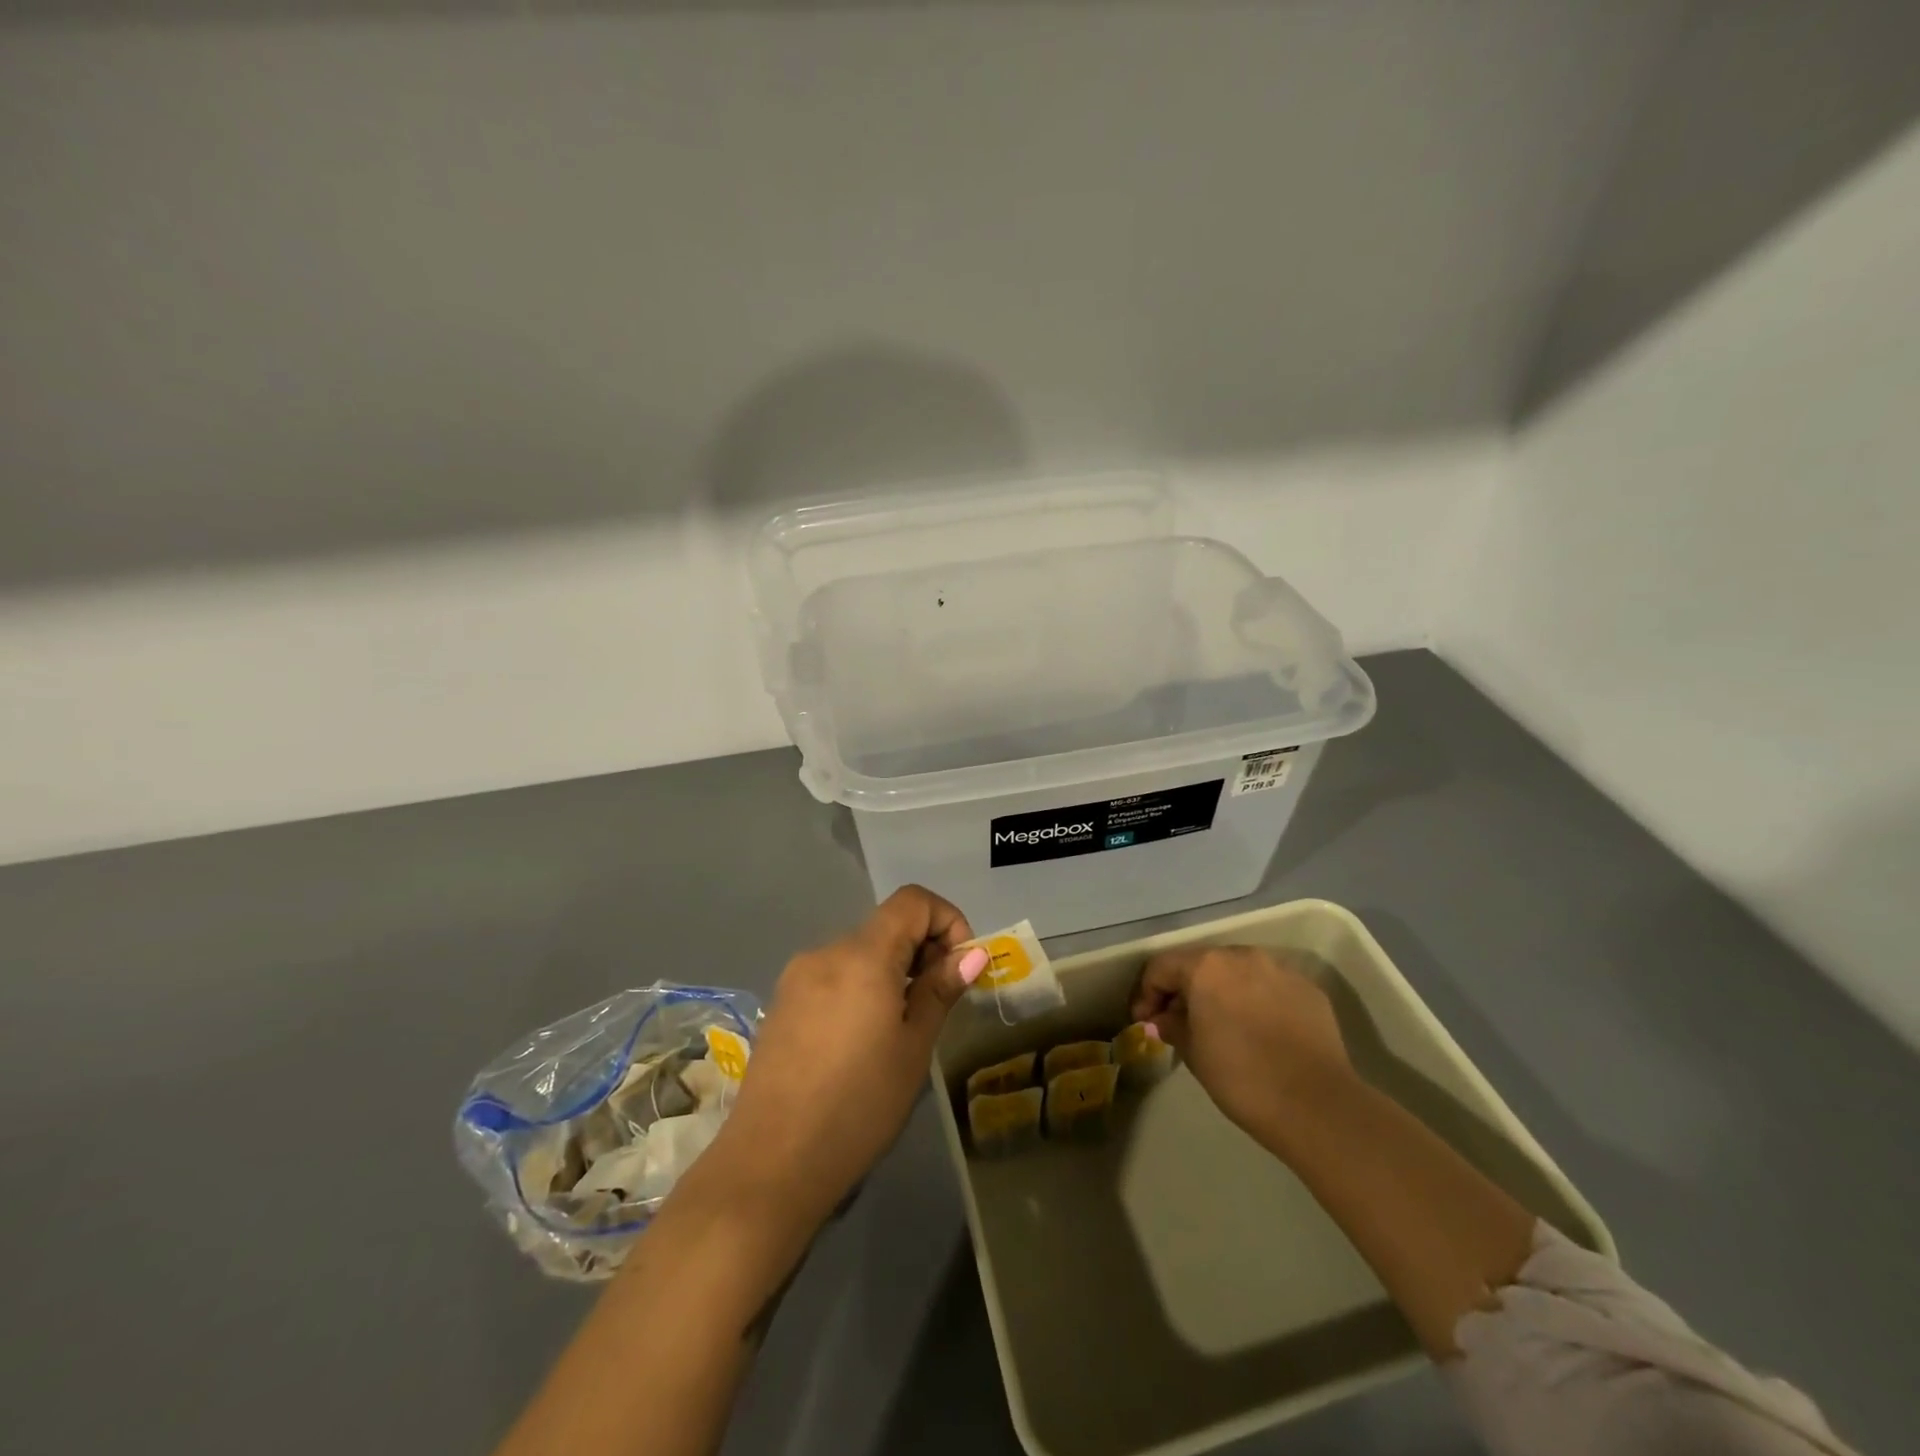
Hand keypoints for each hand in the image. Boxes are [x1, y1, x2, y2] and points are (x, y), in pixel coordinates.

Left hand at [695, 886, 986, 1227]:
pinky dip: (861, 988)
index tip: (958, 967)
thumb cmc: (858, 1106)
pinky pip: (834, 976)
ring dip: (891, 972)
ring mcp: (797, 976)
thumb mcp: (913, 1048)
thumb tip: (971, 953)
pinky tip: (861, 1041)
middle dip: (922, 950)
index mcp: (862, 954)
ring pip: (859, 953)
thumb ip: (939, 990)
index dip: (946, 919)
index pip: (913, 900)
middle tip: (938, 1004)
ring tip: (900, 1030)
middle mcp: (826, 951)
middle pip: (886, 925)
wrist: (771, 1163)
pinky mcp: (782, 1003)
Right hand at [1130, 945, 1355, 1148]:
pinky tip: (1258, 1031)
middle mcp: (1242, 956)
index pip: (1162, 967)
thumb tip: (1163, 1019)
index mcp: (1207, 966)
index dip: (1147, 993)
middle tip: (1178, 1022)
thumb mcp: (1193, 1053)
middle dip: (1185, 989)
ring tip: (1220, 1025)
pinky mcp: (1308, 990)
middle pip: (1201, 964)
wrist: (1316, 1105)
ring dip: (1222, 992)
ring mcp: (1279, 970)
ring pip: (1238, 972)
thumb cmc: (1241, 1077)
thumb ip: (1172, 1025)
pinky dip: (1255, 1001)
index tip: (1146, 1022)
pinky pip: (1270, 987)